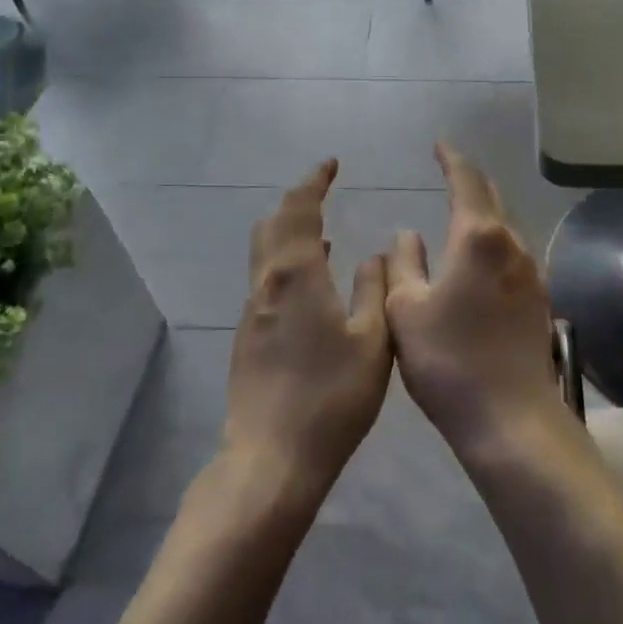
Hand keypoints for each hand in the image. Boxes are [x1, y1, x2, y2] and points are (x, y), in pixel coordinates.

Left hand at [225, 160, 391, 502]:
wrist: (271, 460)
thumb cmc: (330, 397)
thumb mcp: (371, 341)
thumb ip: (373, 290)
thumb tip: (372, 255)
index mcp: (297, 275)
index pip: (300, 210)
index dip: (313, 182)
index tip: (330, 163)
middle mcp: (267, 284)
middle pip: (273, 225)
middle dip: (296, 201)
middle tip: (323, 190)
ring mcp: (253, 312)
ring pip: (264, 253)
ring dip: (288, 231)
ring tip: (322, 229)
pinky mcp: (248, 337)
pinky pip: (267, 279)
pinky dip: (286, 261)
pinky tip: (313, 281)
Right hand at [385, 143, 562, 462]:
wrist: (511, 419)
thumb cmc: (449, 361)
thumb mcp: (407, 310)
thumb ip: (403, 264)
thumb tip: (408, 235)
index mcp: (478, 238)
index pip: (467, 181)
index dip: (452, 159)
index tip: (440, 145)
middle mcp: (512, 245)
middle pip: (493, 197)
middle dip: (471, 180)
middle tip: (449, 172)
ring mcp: (532, 272)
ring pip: (507, 226)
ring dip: (485, 211)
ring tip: (462, 211)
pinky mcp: (540, 299)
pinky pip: (514, 252)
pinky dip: (494, 240)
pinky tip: (481, 258)